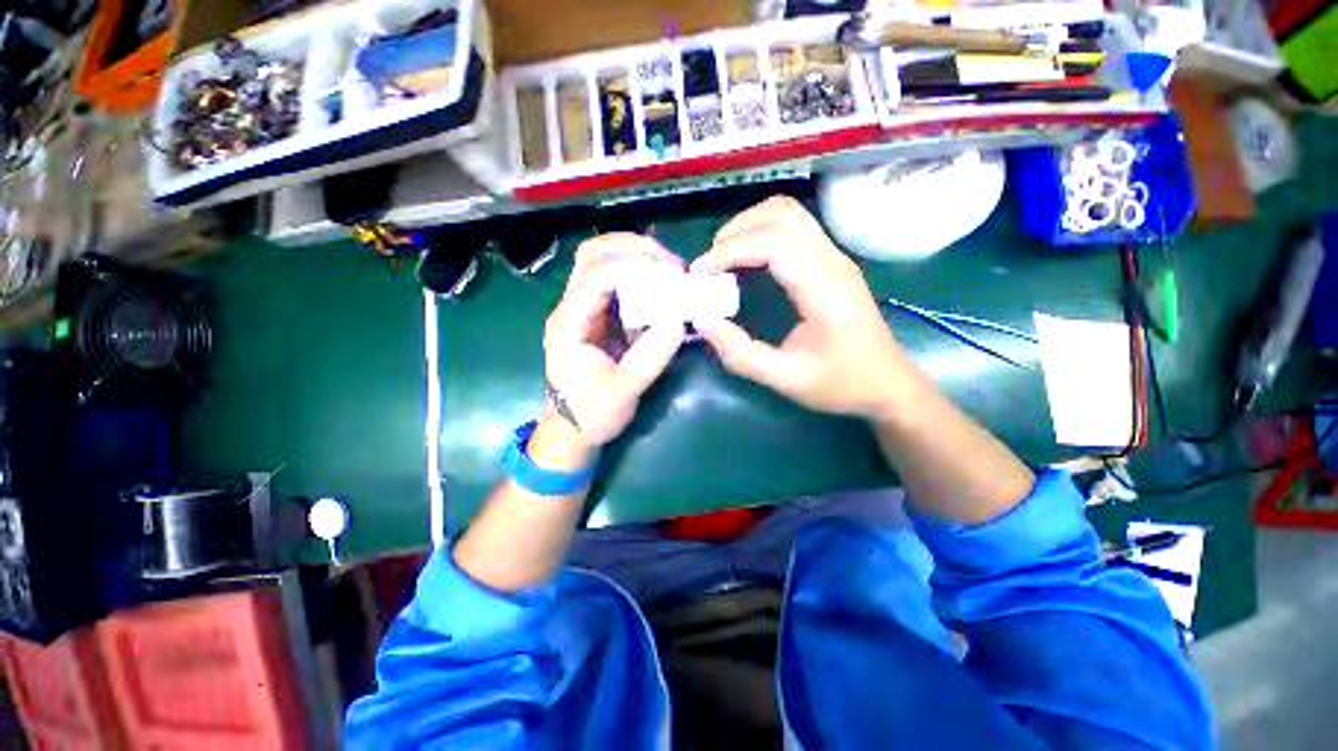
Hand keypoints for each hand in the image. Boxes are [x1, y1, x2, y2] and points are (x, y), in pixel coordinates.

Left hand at [541, 234, 686, 452]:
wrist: (571, 430)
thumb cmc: (591, 414)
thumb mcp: (623, 392)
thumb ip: (650, 358)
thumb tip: (679, 320)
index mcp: (570, 323)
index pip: (597, 277)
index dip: (635, 269)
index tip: (671, 276)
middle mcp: (571, 307)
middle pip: (593, 255)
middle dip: (633, 249)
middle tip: (670, 263)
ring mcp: (583, 310)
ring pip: (601, 262)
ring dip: (635, 257)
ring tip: (668, 269)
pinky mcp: (597, 317)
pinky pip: (614, 283)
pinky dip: (638, 276)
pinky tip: (660, 286)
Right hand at [691, 196, 915, 420]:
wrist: (888, 386)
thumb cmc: (841, 384)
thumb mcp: (785, 379)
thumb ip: (741, 354)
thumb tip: (702, 320)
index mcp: (824, 287)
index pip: (773, 243)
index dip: (729, 251)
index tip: (699, 274)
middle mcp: (832, 261)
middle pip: (782, 213)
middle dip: (736, 231)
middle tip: (710, 265)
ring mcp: (835, 258)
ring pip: (789, 214)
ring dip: (750, 226)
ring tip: (724, 259)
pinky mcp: (832, 263)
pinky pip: (794, 229)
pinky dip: (763, 234)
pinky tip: (748, 262)